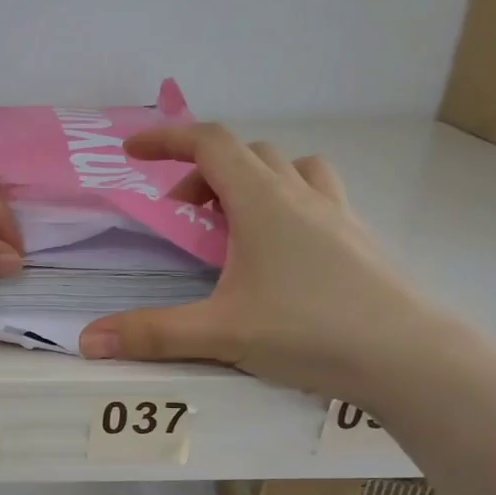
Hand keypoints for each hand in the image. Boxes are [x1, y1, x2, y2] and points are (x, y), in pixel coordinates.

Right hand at [77, 123, 441, 399]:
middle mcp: (300, 194)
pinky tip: (280, 253)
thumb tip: (87, 341)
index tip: (133, 151)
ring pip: (289, 169)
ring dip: (252, 181)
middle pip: (246, 154)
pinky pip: (316, 197)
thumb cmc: (308, 331)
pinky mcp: (357, 239)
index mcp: (262, 201)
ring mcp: (336, 213)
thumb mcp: (219, 333)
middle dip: (203, 172)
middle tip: (181, 216)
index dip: (166, 138)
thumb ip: (151, 334)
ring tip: (233, 225)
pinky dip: (287, 204)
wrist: (407, 355)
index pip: (209, 143)